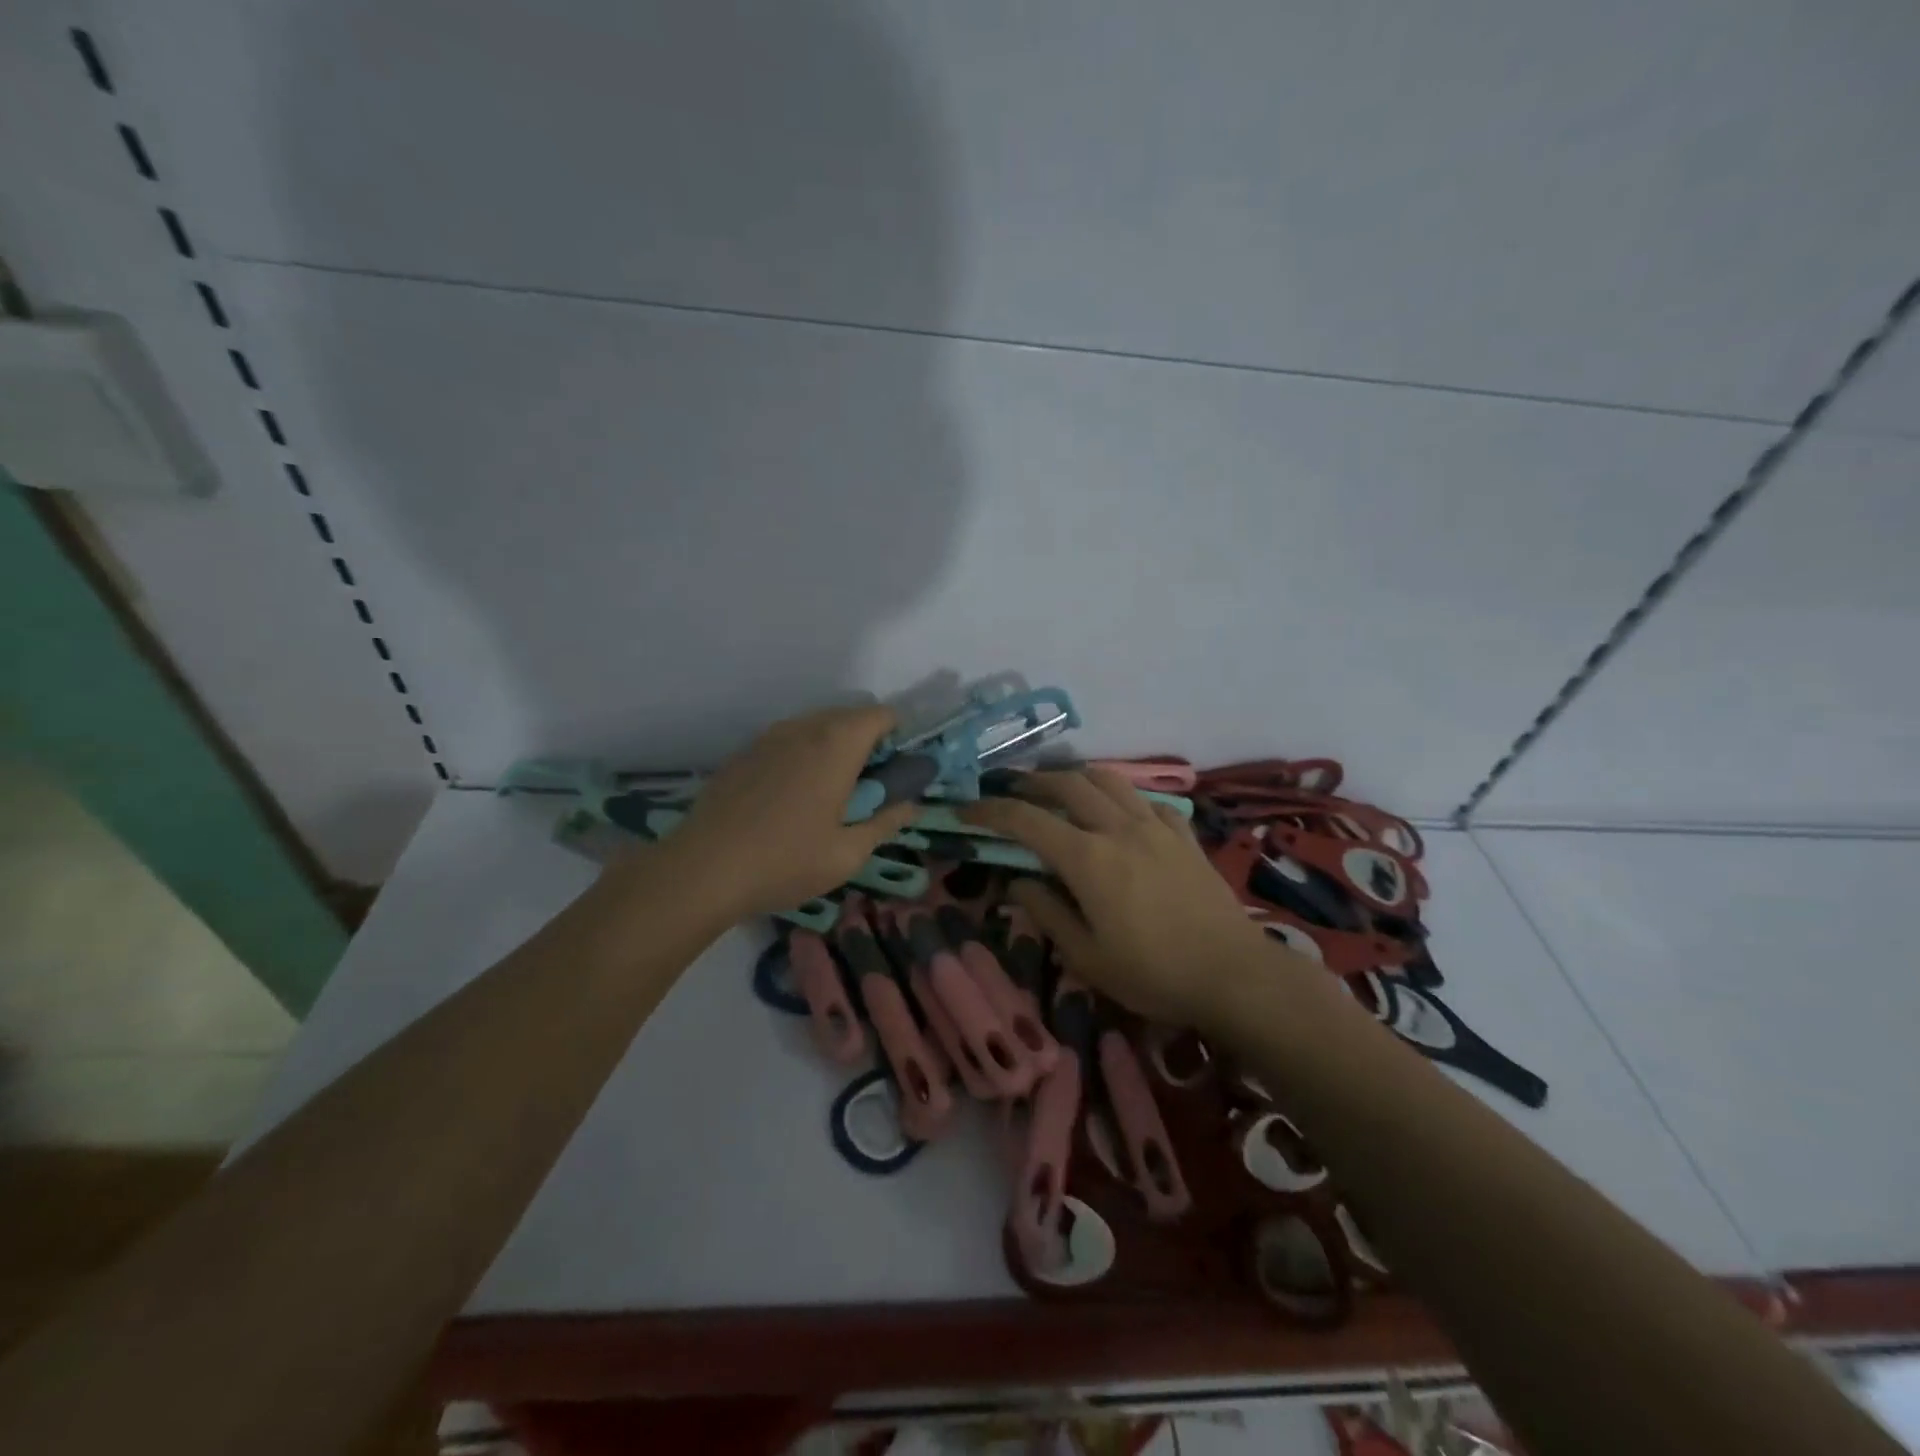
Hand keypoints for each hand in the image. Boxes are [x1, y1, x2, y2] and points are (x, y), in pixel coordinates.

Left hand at [656, 704, 920, 920]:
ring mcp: (768, 737)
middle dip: (868, 741)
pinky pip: (786, 741)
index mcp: (837, 745)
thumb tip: (911, 807)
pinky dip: (802, 755)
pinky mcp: (743, 754)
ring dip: (834, 746)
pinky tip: (791, 797)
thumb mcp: (848, 853)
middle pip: (849, 716)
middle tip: (871, 784)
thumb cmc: (786, 861)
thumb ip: (885, 824)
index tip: (900, 766)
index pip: (882, 715)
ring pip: (815, 726)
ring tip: (832, 791)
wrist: (702, 870)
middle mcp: (803, 728)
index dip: (899, 734)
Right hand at [963, 770, 1301, 1025]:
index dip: (990, 810)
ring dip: (1075, 776)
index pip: (1027, 820)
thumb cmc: (1153, 974)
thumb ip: (1047, 912)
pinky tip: (1118, 812)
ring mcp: (1155, 826)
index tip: (966, 809)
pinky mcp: (1183, 835)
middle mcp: (1118, 828)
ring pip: (1108, 780)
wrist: (1233, 975)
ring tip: (1058, 787)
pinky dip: (1120, 796)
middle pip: (1067, 784)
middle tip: (1009, 790)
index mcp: (1088, 859)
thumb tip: (1018, 881)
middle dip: (1031, 781)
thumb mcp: (1087, 957)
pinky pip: (1144, 800)